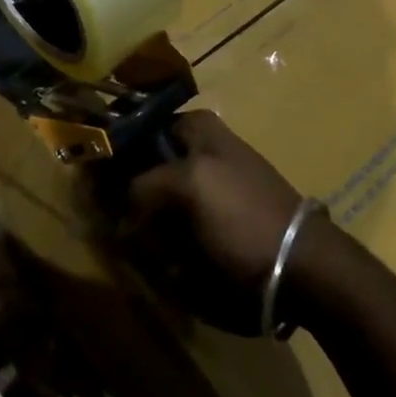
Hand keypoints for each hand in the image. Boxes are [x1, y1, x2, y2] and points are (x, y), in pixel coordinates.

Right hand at [120, 111, 318, 335]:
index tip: (93, 179)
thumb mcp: (188, 184)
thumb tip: (118, 210)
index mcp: (197, 128)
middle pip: (143, 166)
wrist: (302, 268)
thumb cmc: (243, 213)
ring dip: (146, 226)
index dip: (114, 151)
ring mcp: (209, 188)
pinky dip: (166, 245)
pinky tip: (170, 262)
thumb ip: (142, 184)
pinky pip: (175, 229)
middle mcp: (201, 151)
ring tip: (148, 248)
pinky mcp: (216, 223)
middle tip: (119, 221)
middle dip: (129, 195)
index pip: (137, 128)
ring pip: (155, 201)